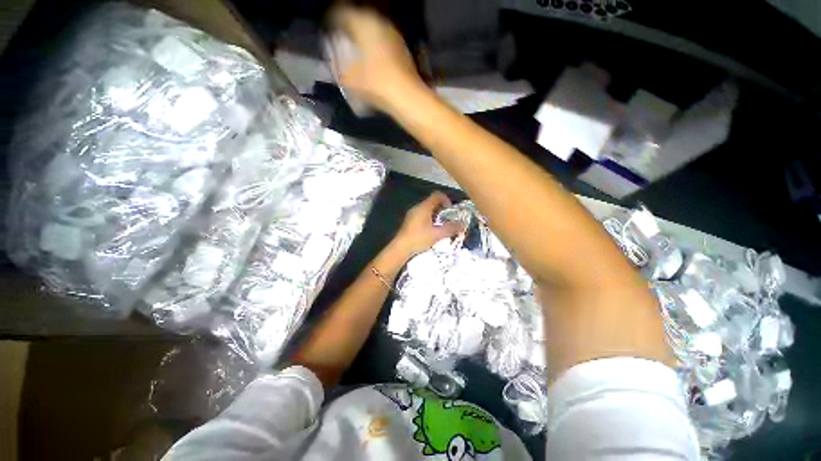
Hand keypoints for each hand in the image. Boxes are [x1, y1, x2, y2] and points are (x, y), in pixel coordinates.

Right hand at [329, 6, 425, 113]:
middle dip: (349, 29)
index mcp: (363, 24)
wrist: (407, 97)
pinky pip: (384, 42)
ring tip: (357, 51)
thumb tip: (335, 66)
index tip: (328, 32)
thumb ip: (339, 69)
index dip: (332, 22)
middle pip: (359, 19)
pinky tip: (373, 60)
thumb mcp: (350, 80)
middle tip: (342, 41)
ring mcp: (394, 35)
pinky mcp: (403, 49)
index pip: (341, 13)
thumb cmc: (376, 85)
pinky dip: (376, 47)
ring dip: (364, 38)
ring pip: (373, 30)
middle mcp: (380, 23)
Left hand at [392, 192, 463, 257]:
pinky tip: (432, 231)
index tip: (452, 211)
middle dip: (443, 209)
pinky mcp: (409, 221)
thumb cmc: (419, 238)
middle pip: (432, 202)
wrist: (401, 248)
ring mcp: (412, 214)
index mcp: (424, 207)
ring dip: (436, 215)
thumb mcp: (437, 234)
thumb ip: (451, 228)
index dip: (446, 200)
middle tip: (449, 220)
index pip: (437, 195)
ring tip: (442, 227)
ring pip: (427, 210)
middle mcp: (417, 207)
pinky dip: (429, 220)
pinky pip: (422, 216)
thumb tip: (463, 224)